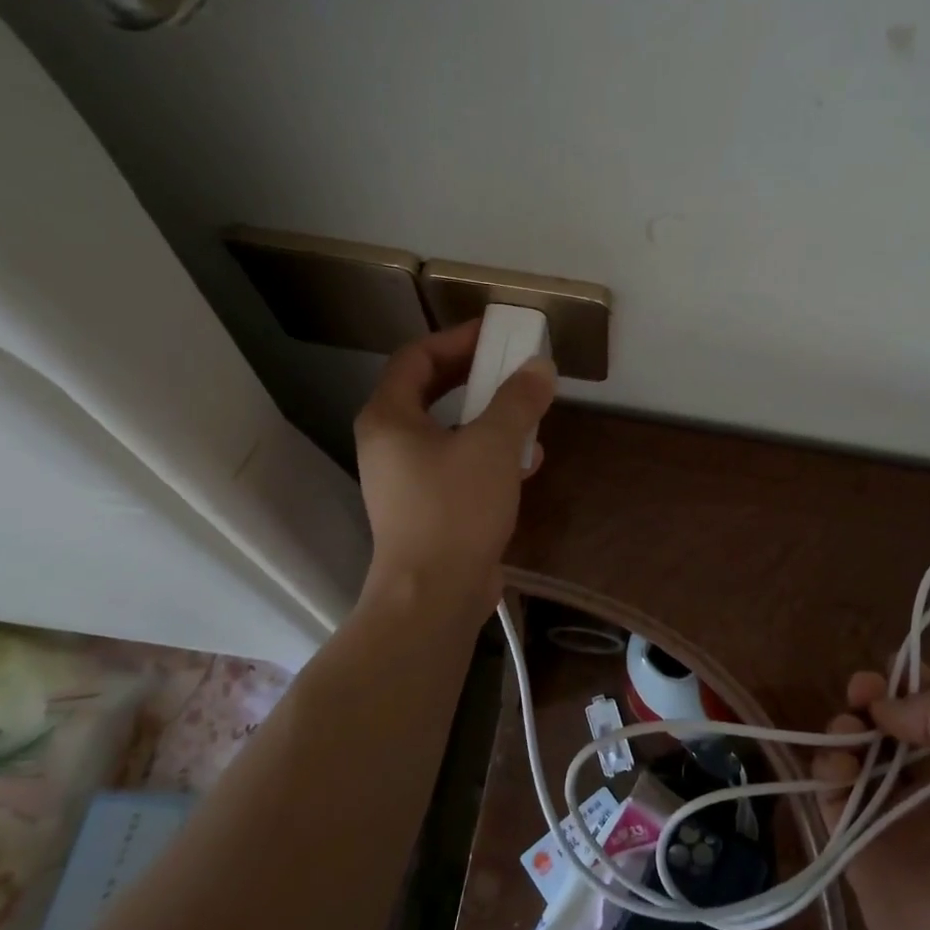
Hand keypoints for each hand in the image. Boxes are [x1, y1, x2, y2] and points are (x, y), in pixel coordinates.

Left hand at [353, 320, 556, 623]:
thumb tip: (540, 366)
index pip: (416, 358)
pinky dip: (489, 455)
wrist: (434, 596)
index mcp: (390, 418)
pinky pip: (458, 465)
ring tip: (528, 413)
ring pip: (448, 431)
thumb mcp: (494, 445)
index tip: (496, 334)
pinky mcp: (427, 509)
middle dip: (475, 376)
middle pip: (431, 392)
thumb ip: (518, 400)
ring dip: (487, 417)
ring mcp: (406, 480)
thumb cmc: (455, 509)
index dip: (456, 339)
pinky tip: (527, 462)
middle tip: (513, 366)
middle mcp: (389, 444)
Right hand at [811, 674, 929, 929]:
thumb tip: (886, 706)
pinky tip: (838, 769)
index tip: (891, 668)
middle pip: (890, 728)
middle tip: (861, 691)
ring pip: (856, 756)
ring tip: (848, 732)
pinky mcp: (856, 847)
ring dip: (846, 730)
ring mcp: (892, 818)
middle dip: (872, 700)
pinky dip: (827, 772)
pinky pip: (832, 797)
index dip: (912, 684)